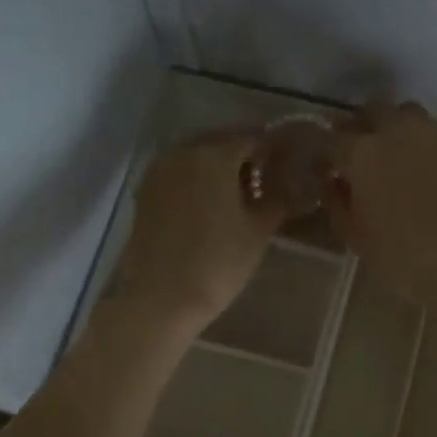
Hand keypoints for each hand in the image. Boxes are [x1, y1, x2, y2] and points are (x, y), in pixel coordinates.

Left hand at [109, 128, 283, 334]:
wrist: (161, 298)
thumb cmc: (218, 263)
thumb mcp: (258, 231)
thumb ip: (276, 199)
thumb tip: (291, 183)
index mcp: (214, 155)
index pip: (251, 138)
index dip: (272, 149)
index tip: (287, 163)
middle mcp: (182, 153)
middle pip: (220, 142)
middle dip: (243, 154)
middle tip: (265, 177)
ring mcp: (158, 172)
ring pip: (196, 156)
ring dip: (218, 166)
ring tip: (239, 192)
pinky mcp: (145, 193)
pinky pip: (178, 174)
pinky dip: (197, 180)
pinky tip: (211, 203)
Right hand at [330, 102, 436, 311]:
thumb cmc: (404, 259)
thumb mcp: (357, 238)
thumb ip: (337, 204)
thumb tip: (332, 184)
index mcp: (362, 154)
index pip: (328, 139)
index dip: (321, 153)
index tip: (322, 169)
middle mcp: (397, 132)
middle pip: (371, 111)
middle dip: (359, 128)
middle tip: (356, 156)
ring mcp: (435, 136)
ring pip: (406, 114)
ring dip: (393, 128)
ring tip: (392, 157)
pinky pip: (434, 136)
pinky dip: (422, 146)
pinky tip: (424, 174)